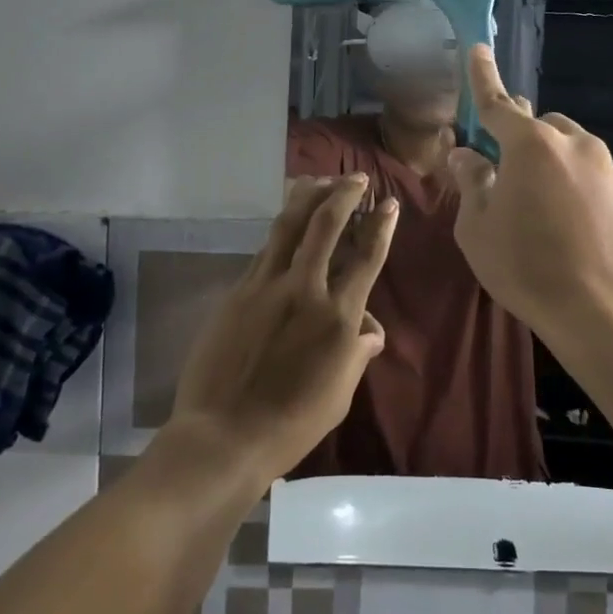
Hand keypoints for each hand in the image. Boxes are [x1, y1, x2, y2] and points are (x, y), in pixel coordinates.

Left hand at [169, 175, 394, 480]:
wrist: (223, 436)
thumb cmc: (292, 424)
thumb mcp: (340, 394)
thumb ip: (357, 353)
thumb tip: (370, 329)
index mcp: (337, 317)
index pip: (367, 258)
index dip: (381, 226)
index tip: (389, 202)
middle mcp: (304, 289)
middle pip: (326, 225)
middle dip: (344, 194)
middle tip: (356, 178)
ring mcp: (266, 286)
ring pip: (289, 226)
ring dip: (307, 197)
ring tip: (318, 179)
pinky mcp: (238, 292)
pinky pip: (264, 251)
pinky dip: (281, 230)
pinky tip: (286, 224)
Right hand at [446, 46, 612, 343]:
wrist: (606, 317)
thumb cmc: (527, 269)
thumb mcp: (478, 230)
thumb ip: (472, 182)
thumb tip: (466, 155)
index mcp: (532, 146)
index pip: (498, 103)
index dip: (484, 77)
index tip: (479, 48)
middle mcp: (577, 146)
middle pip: (543, 128)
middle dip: (526, 142)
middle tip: (513, 179)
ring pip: (577, 155)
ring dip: (559, 170)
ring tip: (551, 217)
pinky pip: (604, 185)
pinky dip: (588, 196)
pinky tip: (585, 236)